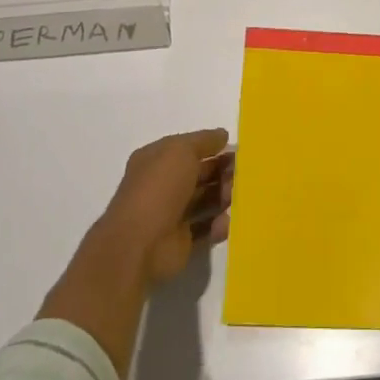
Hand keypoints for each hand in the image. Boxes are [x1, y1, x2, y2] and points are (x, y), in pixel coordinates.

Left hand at [94, 128, 233, 288]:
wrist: (139, 243)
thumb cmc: (159, 187)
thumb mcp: (181, 150)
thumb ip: (204, 140)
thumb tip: (222, 135)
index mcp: (157, 160)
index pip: (189, 149)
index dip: (212, 148)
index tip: (236, 151)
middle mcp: (163, 185)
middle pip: (200, 174)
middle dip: (222, 172)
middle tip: (241, 175)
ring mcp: (171, 214)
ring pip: (205, 200)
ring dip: (223, 197)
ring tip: (233, 198)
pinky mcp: (181, 241)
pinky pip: (206, 228)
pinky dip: (218, 225)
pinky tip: (225, 222)